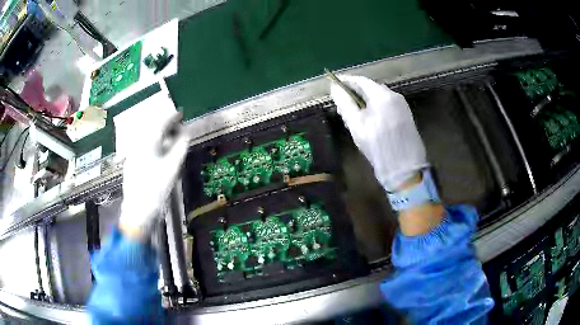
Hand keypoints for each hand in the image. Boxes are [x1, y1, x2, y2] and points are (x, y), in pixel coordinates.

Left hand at [119, 113, 188, 238]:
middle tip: (178, 125)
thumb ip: (180, 146)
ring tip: (171, 137)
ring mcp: (133, 152)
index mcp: (148, 142)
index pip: (161, 121)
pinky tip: (160, 149)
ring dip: (160, 132)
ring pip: (147, 135)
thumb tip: (186, 132)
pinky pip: (144, 144)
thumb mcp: (173, 167)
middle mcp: (138, 143)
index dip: (173, 115)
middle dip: (166, 123)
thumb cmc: (156, 189)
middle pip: (152, 126)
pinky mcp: (131, 161)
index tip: (182, 112)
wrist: (138, 210)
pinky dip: (154, 142)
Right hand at [330, 75, 428, 190]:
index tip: (334, 83)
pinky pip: (387, 105)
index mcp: (383, 96)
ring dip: (365, 100)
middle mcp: (395, 96)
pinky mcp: (406, 116)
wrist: (405, 169)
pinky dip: (375, 107)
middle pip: (371, 88)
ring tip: (354, 111)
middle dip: (355, 92)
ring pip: (379, 97)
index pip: (361, 81)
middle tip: (342, 101)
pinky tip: (369, 118)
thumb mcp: (356, 125)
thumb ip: (345, 104)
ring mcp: (402, 106)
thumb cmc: (378, 147)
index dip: (346, 81)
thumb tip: (335, 88)